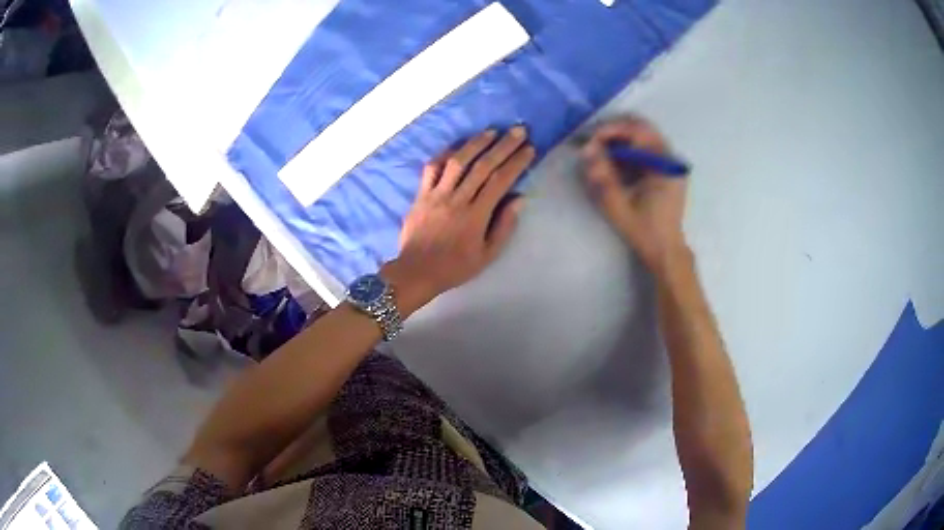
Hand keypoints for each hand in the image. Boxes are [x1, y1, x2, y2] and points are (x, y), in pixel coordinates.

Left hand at [385, 126, 534, 309]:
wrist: (416, 271)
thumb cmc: (455, 267)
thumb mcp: (487, 255)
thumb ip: (504, 226)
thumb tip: (519, 198)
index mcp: (475, 215)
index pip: (500, 181)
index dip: (516, 163)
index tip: (529, 149)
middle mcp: (457, 199)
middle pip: (483, 166)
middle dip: (503, 146)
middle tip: (519, 130)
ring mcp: (436, 194)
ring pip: (458, 162)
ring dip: (476, 143)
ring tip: (492, 131)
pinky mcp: (421, 194)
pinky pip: (432, 168)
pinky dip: (445, 154)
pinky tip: (457, 145)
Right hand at [580, 117, 689, 274]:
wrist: (666, 251)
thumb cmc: (644, 231)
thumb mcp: (618, 206)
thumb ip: (602, 176)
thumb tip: (586, 149)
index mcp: (664, 166)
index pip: (638, 132)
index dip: (611, 131)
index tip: (590, 141)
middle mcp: (671, 159)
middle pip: (643, 129)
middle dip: (616, 131)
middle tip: (594, 142)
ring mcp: (671, 164)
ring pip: (645, 136)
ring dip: (622, 139)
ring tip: (602, 151)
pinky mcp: (668, 171)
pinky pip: (648, 149)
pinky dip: (630, 149)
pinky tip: (616, 162)